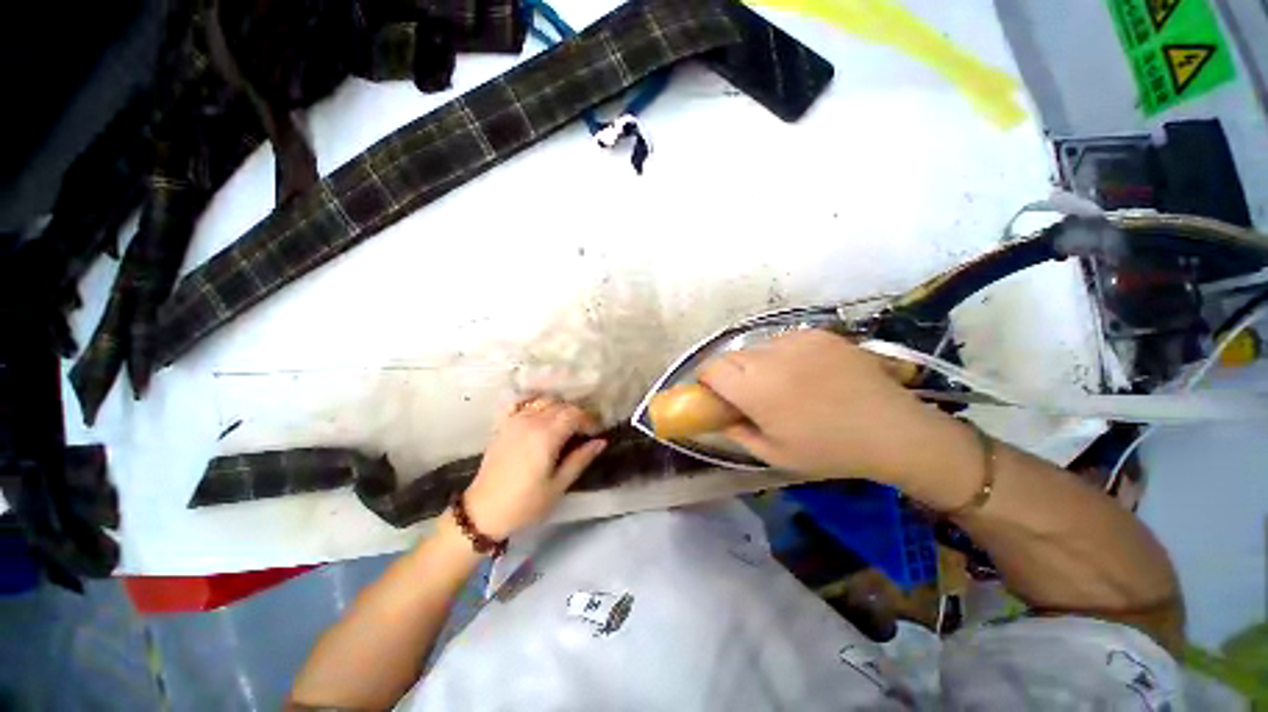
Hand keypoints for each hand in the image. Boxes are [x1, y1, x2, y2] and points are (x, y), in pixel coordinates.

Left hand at [460, 397, 606, 539]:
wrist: (483, 512)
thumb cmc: (525, 503)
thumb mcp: (558, 485)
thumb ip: (580, 459)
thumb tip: (601, 442)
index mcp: (546, 435)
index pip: (574, 414)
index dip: (589, 420)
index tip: (596, 433)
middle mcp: (531, 421)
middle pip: (561, 405)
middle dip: (577, 414)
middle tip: (585, 431)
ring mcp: (514, 420)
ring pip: (544, 401)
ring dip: (559, 408)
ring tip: (566, 425)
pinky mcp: (503, 425)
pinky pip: (521, 403)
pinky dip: (534, 402)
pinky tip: (541, 412)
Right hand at [698, 330, 978, 491]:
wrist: (892, 429)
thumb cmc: (829, 449)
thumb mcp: (775, 454)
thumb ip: (737, 433)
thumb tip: (719, 418)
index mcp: (755, 388)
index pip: (711, 369)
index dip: (706, 381)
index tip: (714, 394)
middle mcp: (770, 357)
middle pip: (730, 356)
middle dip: (730, 374)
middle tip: (747, 394)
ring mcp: (795, 340)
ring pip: (756, 347)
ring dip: (756, 363)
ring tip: (781, 383)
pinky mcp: (817, 333)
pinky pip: (783, 340)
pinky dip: (781, 354)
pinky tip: (804, 372)